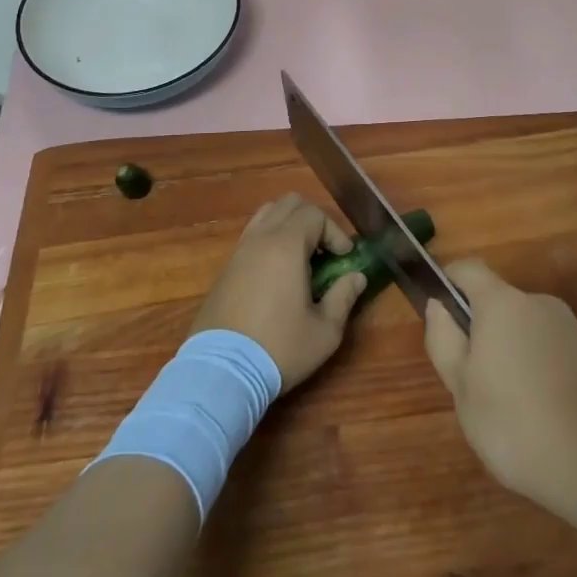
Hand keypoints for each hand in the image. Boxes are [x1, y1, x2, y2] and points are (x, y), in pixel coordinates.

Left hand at [191, 194, 368, 391]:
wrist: (220, 372)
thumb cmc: (279, 348)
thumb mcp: (325, 331)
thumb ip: (344, 297)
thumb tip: (356, 277)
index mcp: (286, 246)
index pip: (315, 214)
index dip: (335, 232)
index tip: (344, 258)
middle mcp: (260, 239)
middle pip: (289, 204)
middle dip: (313, 220)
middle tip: (325, 251)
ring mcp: (238, 252)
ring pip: (266, 215)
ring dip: (288, 226)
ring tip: (301, 257)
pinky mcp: (224, 269)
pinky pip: (251, 236)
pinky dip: (269, 240)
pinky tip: (277, 274)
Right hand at [423, 260, 576, 508]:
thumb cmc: (515, 423)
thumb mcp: (461, 389)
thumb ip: (444, 340)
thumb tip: (439, 306)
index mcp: (502, 303)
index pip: (468, 269)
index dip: (448, 283)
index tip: (439, 316)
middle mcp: (538, 302)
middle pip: (498, 302)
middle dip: (480, 331)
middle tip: (471, 383)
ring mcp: (569, 327)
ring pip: (524, 329)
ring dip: (510, 353)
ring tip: (507, 408)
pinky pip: (549, 350)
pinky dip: (537, 370)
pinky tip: (539, 415)